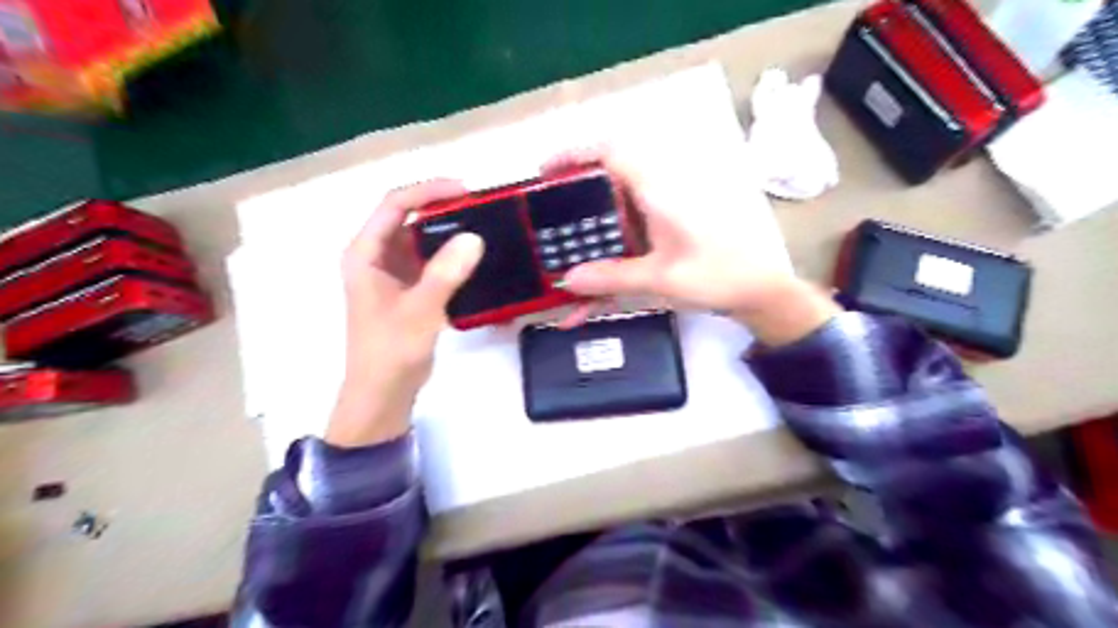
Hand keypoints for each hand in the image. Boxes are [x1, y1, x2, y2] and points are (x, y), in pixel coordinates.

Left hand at [323, 180, 479, 448]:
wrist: (383, 392)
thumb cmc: (391, 351)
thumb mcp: (419, 311)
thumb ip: (445, 274)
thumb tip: (474, 238)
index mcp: (365, 254)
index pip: (394, 206)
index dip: (428, 191)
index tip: (466, 191)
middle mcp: (375, 256)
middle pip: (408, 218)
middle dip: (443, 208)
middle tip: (482, 208)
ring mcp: (391, 273)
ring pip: (420, 239)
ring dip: (448, 231)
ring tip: (483, 227)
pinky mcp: (407, 289)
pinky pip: (429, 261)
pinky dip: (449, 255)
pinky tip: (473, 257)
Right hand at [549, 149, 837, 347]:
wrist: (759, 291)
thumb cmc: (718, 275)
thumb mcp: (661, 278)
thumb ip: (612, 278)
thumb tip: (567, 279)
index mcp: (658, 192)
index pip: (612, 153)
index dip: (575, 154)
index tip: (545, 171)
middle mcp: (657, 196)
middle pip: (605, 185)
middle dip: (572, 203)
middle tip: (544, 224)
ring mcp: (661, 217)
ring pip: (613, 217)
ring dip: (588, 239)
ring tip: (561, 264)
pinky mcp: (664, 235)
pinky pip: (628, 241)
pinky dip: (608, 263)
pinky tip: (592, 300)